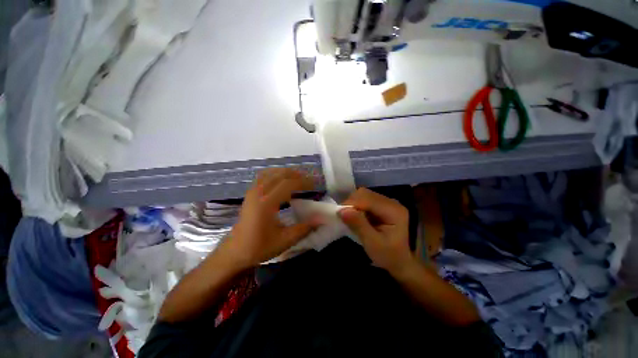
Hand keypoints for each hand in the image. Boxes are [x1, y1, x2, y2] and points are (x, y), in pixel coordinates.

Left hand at [220, 168, 316, 268]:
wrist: (235, 252)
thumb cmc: (259, 247)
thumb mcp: (285, 240)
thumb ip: (304, 228)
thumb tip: (322, 219)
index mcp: (266, 204)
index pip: (287, 184)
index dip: (303, 182)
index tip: (315, 184)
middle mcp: (258, 193)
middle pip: (279, 175)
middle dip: (296, 175)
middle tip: (309, 179)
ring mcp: (252, 192)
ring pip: (270, 173)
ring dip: (286, 172)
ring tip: (298, 177)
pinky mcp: (250, 193)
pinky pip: (263, 176)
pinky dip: (275, 174)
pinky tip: (281, 179)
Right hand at [339, 188, 414, 275]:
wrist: (401, 263)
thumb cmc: (389, 256)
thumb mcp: (372, 243)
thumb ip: (358, 225)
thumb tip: (341, 210)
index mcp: (393, 210)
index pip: (367, 199)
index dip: (351, 204)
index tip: (339, 215)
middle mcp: (391, 202)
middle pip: (365, 194)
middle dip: (351, 203)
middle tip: (344, 217)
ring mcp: (387, 203)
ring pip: (364, 196)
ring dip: (353, 205)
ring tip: (350, 219)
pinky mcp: (382, 206)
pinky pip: (365, 201)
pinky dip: (357, 207)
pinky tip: (357, 218)